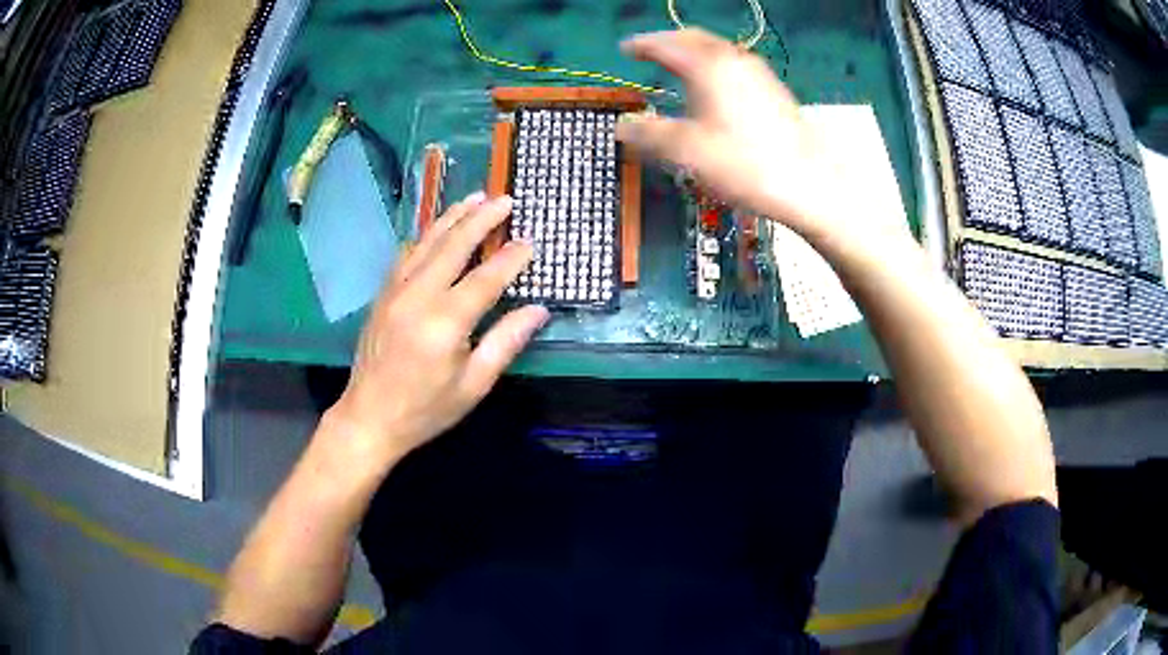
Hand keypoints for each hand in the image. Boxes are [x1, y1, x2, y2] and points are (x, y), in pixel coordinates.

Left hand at [326, 192, 548, 464]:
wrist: (369, 417)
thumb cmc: (426, 409)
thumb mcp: (474, 385)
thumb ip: (505, 342)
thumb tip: (538, 310)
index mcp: (445, 322)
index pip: (486, 278)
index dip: (510, 258)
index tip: (530, 241)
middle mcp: (418, 296)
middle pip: (453, 245)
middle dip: (481, 219)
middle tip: (504, 199)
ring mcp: (395, 291)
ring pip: (426, 242)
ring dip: (452, 217)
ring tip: (474, 198)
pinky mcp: (382, 294)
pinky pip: (406, 254)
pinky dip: (425, 236)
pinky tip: (436, 229)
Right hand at [617, 30, 854, 244]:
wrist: (810, 184)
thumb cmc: (745, 164)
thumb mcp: (687, 152)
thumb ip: (649, 135)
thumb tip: (622, 125)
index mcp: (708, 66)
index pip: (666, 45)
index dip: (642, 45)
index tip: (625, 49)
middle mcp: (734, 60)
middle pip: (694, 39)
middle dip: (669, 42)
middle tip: (649, 51)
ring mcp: (758, 73)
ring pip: (717, 51)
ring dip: (693, 53)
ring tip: (677, 67)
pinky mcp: (774, 90)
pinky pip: (734, 65)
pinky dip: (713, 66)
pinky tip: (714, 88)